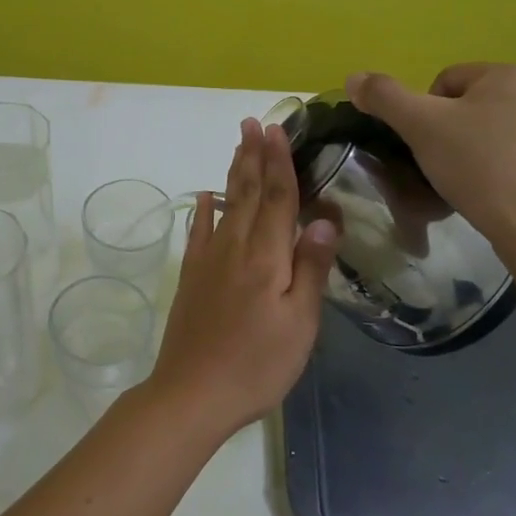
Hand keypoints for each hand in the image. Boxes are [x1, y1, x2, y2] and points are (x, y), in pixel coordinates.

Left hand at [147, 119, 338, 437]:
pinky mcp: (191, 277)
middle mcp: (234, 248)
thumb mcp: (299, 324)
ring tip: (237, 145)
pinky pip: (198, 232)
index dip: (279, 163)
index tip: (277, 129)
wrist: (192, 393)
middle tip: (252, 122)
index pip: (276, 198)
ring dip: (232, 172)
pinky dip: (203, 210)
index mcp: (266, 256)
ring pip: (224, 204)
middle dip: (252, 155)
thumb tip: (324, 219)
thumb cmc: (256, 364)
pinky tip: (204, 198)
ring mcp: (208, 261)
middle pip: (246, 192)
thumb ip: (311, 269)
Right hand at [345, 63, 515, 258]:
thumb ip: (384, 97)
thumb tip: (353, 77)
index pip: (444, 82)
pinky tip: (494, 194)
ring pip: (494, 131)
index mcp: (507, 74)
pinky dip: (501, 169)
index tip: (424, 146)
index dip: (424, 114)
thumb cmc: (477, 165)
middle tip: (440, 166)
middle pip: (470, 106)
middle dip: (450, 133)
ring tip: (466, 183)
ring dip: (474, 151)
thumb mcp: (420, 126)